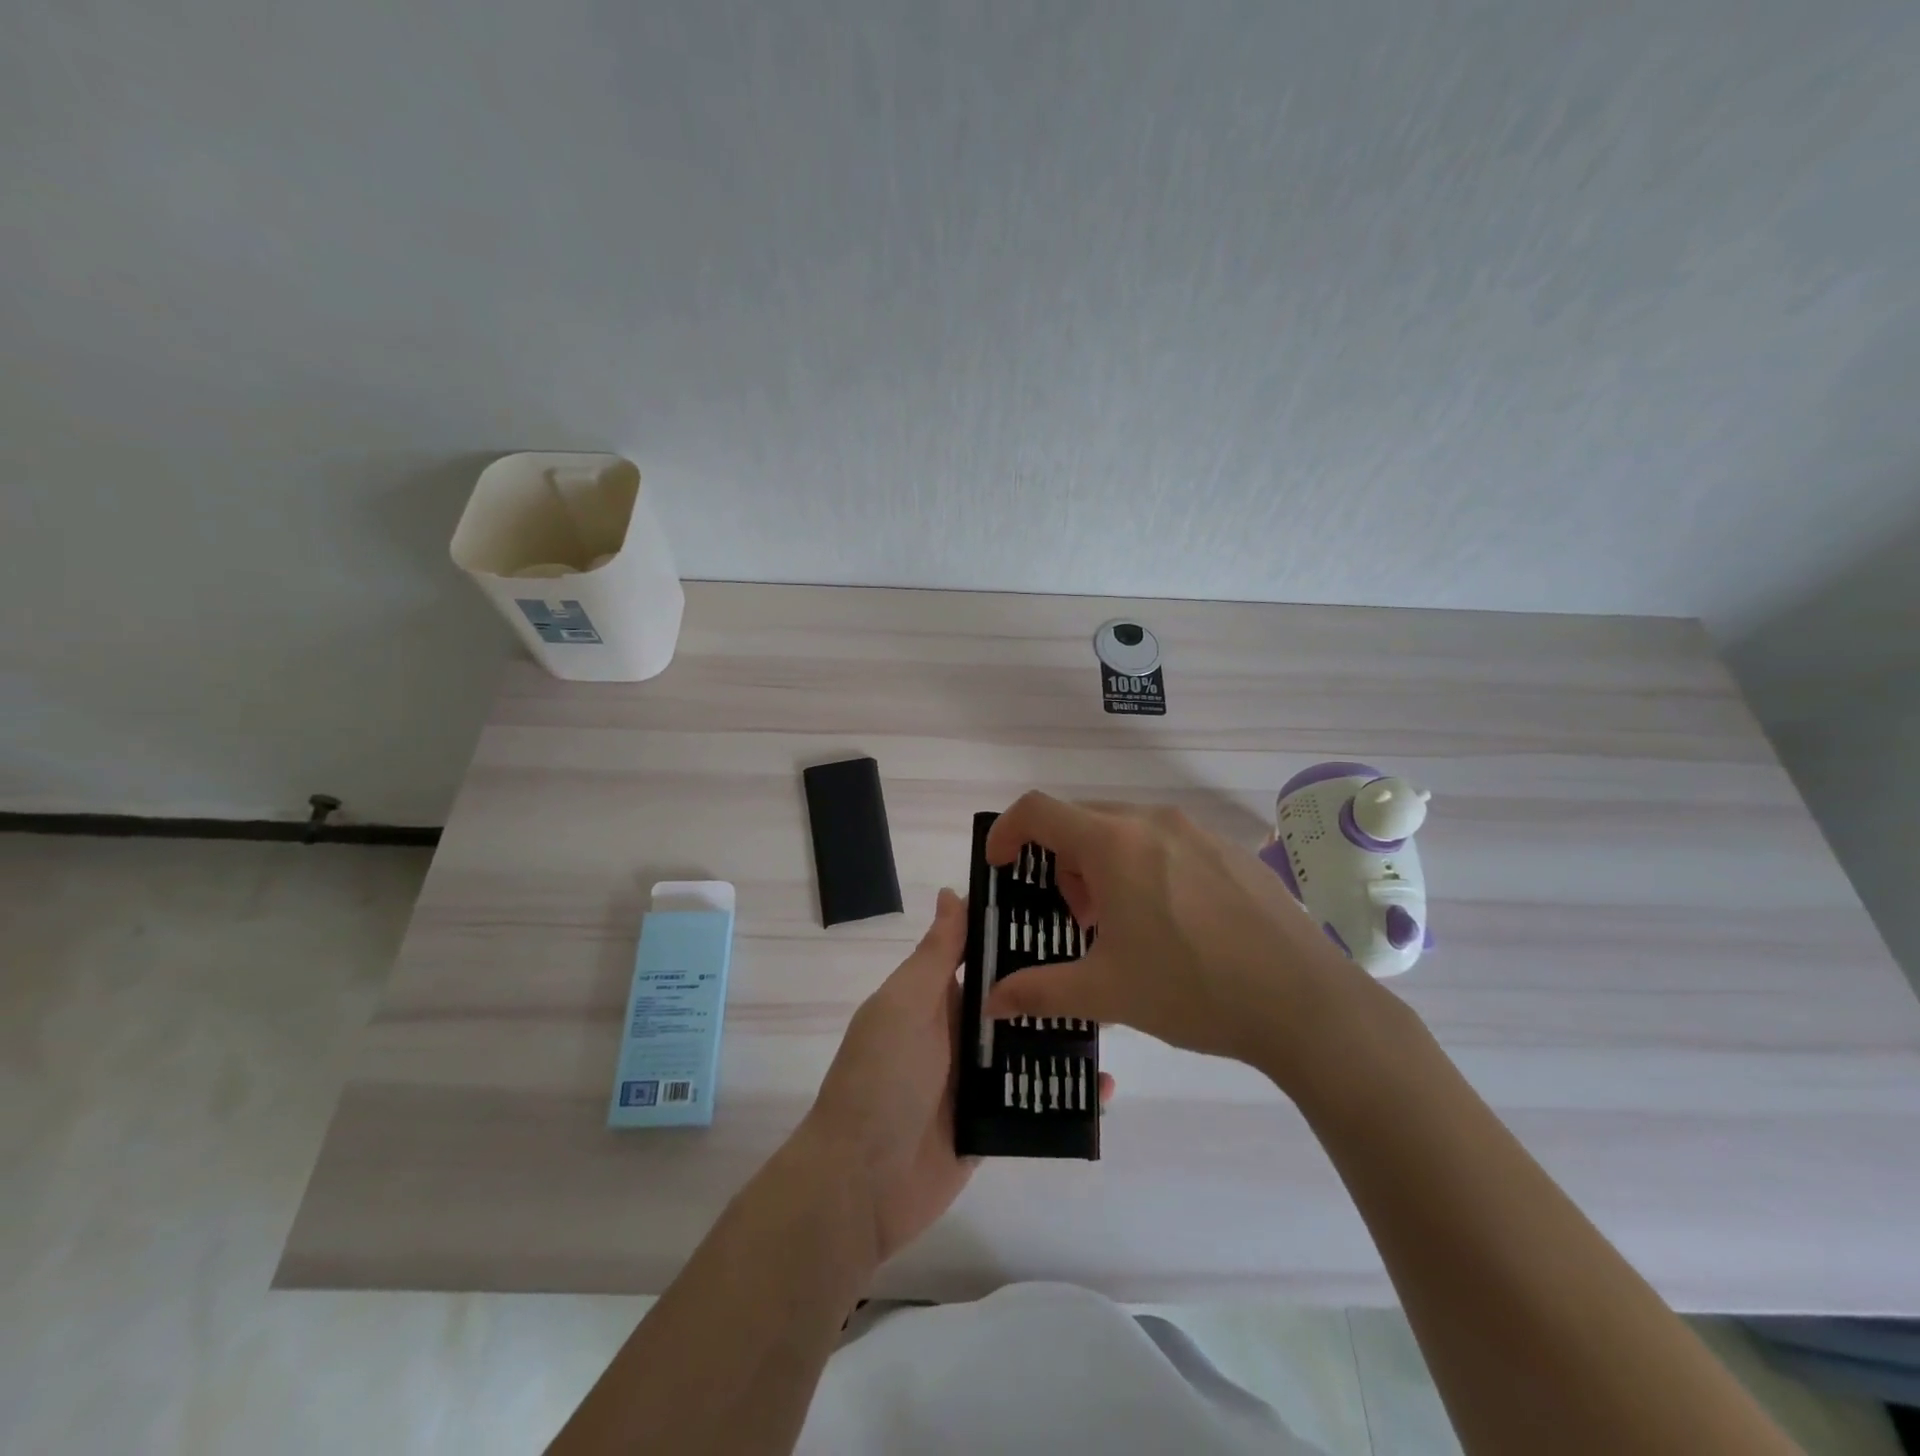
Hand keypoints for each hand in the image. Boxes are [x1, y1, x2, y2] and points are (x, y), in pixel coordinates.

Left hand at [799, 888, 1116, 1267]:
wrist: (860, 1185)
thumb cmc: (881, 1077)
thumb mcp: (905, 1005)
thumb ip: (935, 953)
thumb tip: (951, 892)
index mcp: (936, 997)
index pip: (984, 954)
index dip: (1019, 932)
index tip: (1069, 908)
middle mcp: (959, 1032)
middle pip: (1014, 1000)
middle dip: (1054, 985)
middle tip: (1111, 965)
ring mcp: (977, 1080)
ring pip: (1030, 1047)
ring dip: (1066, 1036)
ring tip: (1118, 1018)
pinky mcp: (993, 1123)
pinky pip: (1035, 1099)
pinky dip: (1067, 1092)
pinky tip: (1105, 1086)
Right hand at [980, 794, 1369, 1080]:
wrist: (1305, 1002)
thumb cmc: (1193, 988)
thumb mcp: (1106, 992)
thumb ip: (1039, 992)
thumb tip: (991, 1000)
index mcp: (1114, 843)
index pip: (1038, 810)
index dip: (1007, 830)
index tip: (1001, 865)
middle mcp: (1153, 821)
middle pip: (1082, 820)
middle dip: (1062, 861)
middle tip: (1074, 916)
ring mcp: (1197, 831)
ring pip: (1127, 830)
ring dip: (1104, 864)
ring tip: (1123, 923)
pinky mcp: (1231, 850)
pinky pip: (1167, 841)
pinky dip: (1146, 866)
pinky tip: (1173, 922)